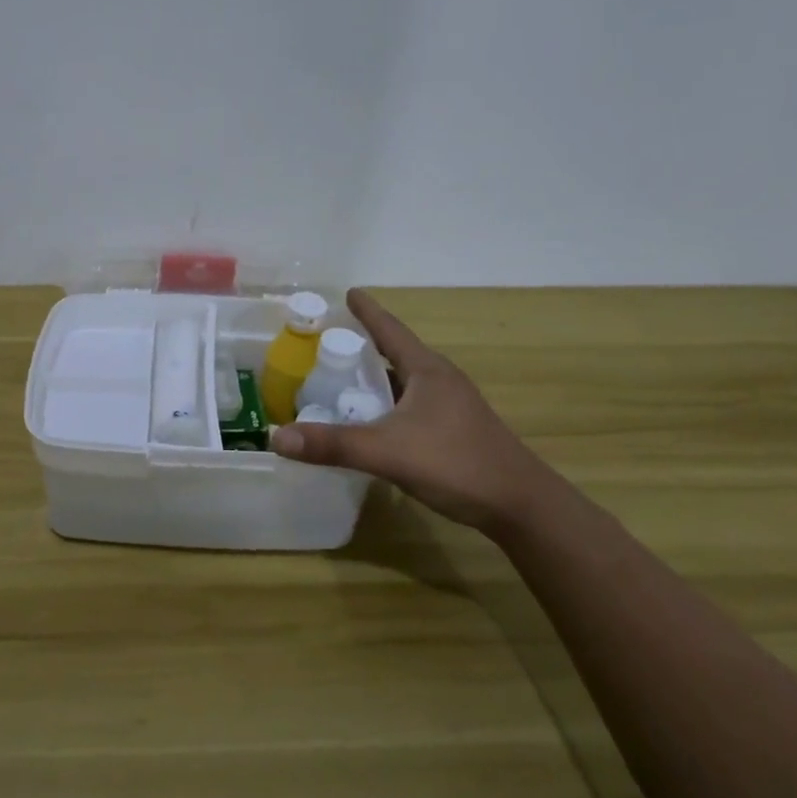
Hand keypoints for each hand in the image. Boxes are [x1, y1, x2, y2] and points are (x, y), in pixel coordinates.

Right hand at [270, 289, 566, 535]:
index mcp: (427, 370)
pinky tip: (371, 423)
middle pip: (395, 354)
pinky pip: (411, 406)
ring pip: (403, 383)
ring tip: (340, 383)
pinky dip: (386, 405)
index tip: (347, 292)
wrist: (520, 505)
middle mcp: (440, 380)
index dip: (367, 311)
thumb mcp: (388, 452)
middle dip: (363, 347)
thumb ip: (333, 445)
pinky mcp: (454, 430)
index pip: (389, 329)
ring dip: (375, 380)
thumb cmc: (456, 463)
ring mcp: (451, 406)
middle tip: (326, 345)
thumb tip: (276, 437)